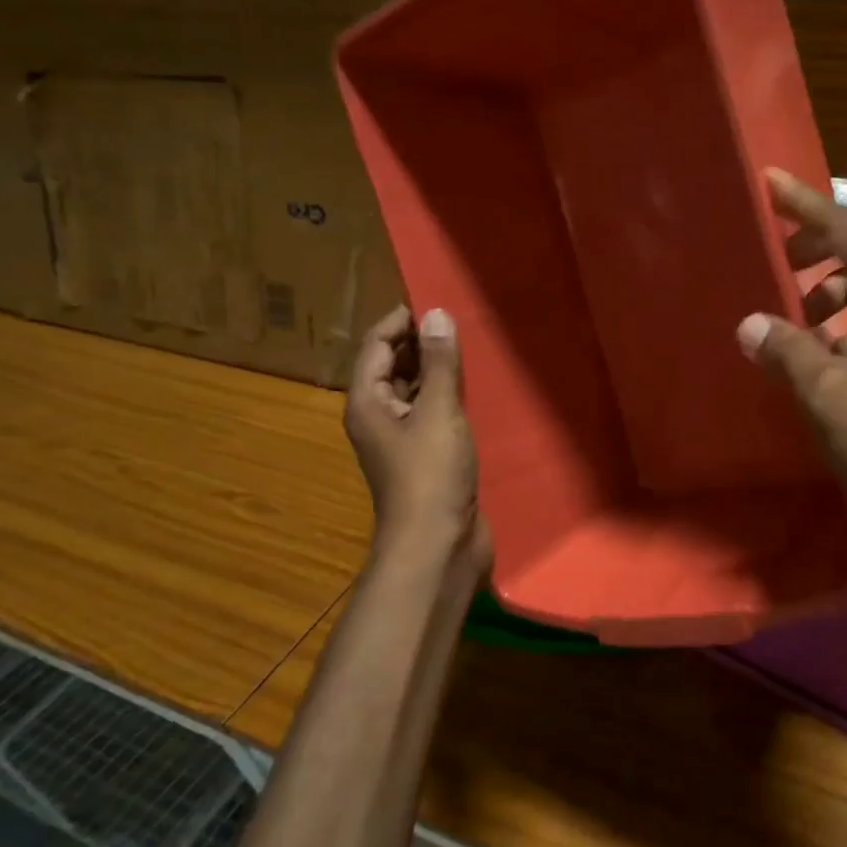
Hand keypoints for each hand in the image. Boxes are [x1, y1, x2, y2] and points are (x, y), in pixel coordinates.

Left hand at [344, 305, 491, 588]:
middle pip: (394, 367)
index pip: (377, 346)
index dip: (402, 321)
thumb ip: (438, 363)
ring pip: (416, 392)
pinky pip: (434, 415)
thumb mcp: (437, 412)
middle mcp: (379, 417)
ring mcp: (403, 440)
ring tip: (473, 350)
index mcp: (368, 402)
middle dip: (422, 344)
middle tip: (462, 323)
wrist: (438, 545)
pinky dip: (449, 399)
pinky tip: (477, 391)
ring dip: (438, 371)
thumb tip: (435, 314)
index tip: (437, 302)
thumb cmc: (431, 475)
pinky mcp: (427, 458)